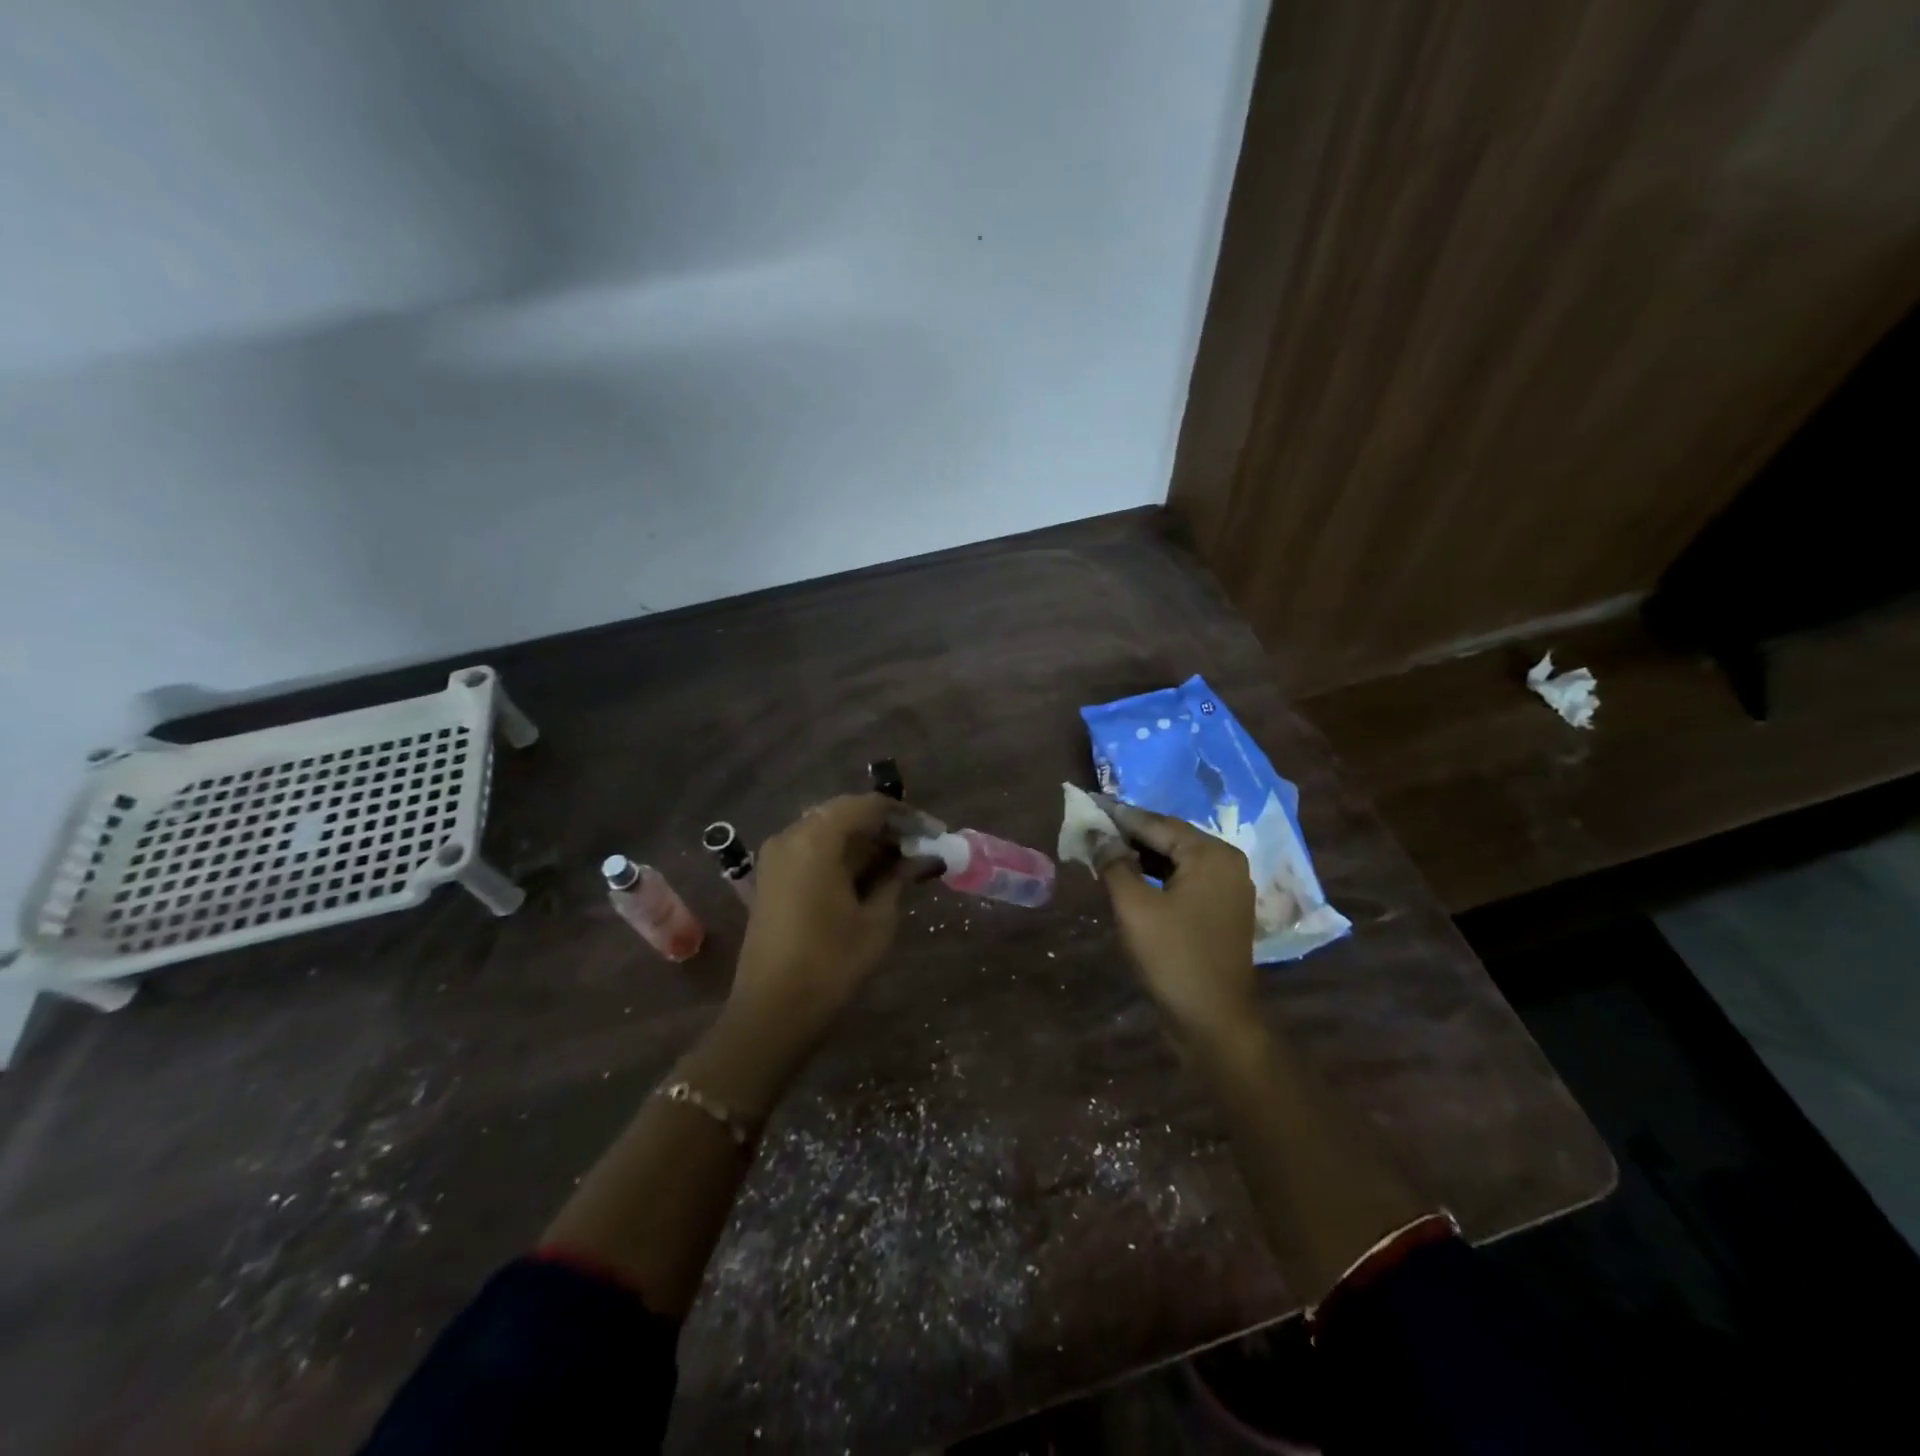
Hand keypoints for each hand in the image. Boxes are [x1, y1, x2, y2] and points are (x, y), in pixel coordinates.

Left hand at [728, 793, 926, 1045]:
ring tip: (901, 861)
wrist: (772, 1012)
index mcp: (816, 839)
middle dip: (885, 827)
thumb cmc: (831, 963)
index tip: (935, 831)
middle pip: (845, 814)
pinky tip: (869, 874)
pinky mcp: (771, 878)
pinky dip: (842, 855)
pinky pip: (812, 850)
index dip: (905, 815)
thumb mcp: (877, 919)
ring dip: (864, 841)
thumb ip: (898, 877)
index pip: (867, 806)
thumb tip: (923, 855)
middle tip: (920, 846)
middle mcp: (790, 836)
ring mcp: (776, 857)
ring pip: (828, 831)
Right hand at [1095, 797, 1259, 1047]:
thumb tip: (1098, 835)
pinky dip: (1153, 877)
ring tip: (1100, 852)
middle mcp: (1226, 864)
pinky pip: (1181, 881)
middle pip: (1169, 838)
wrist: (1214, 1022)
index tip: (1088, 805)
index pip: (1157, 823)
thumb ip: (1114, 863)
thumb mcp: (1134, 907)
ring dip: (1138, 856)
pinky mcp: (1218, 912)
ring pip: (1174, 860)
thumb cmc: (1173, 958)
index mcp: (1211, 854)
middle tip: (1090, 829)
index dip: (1119, 816)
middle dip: (1128, 835)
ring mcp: (1225, 889)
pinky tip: (1125, 879)